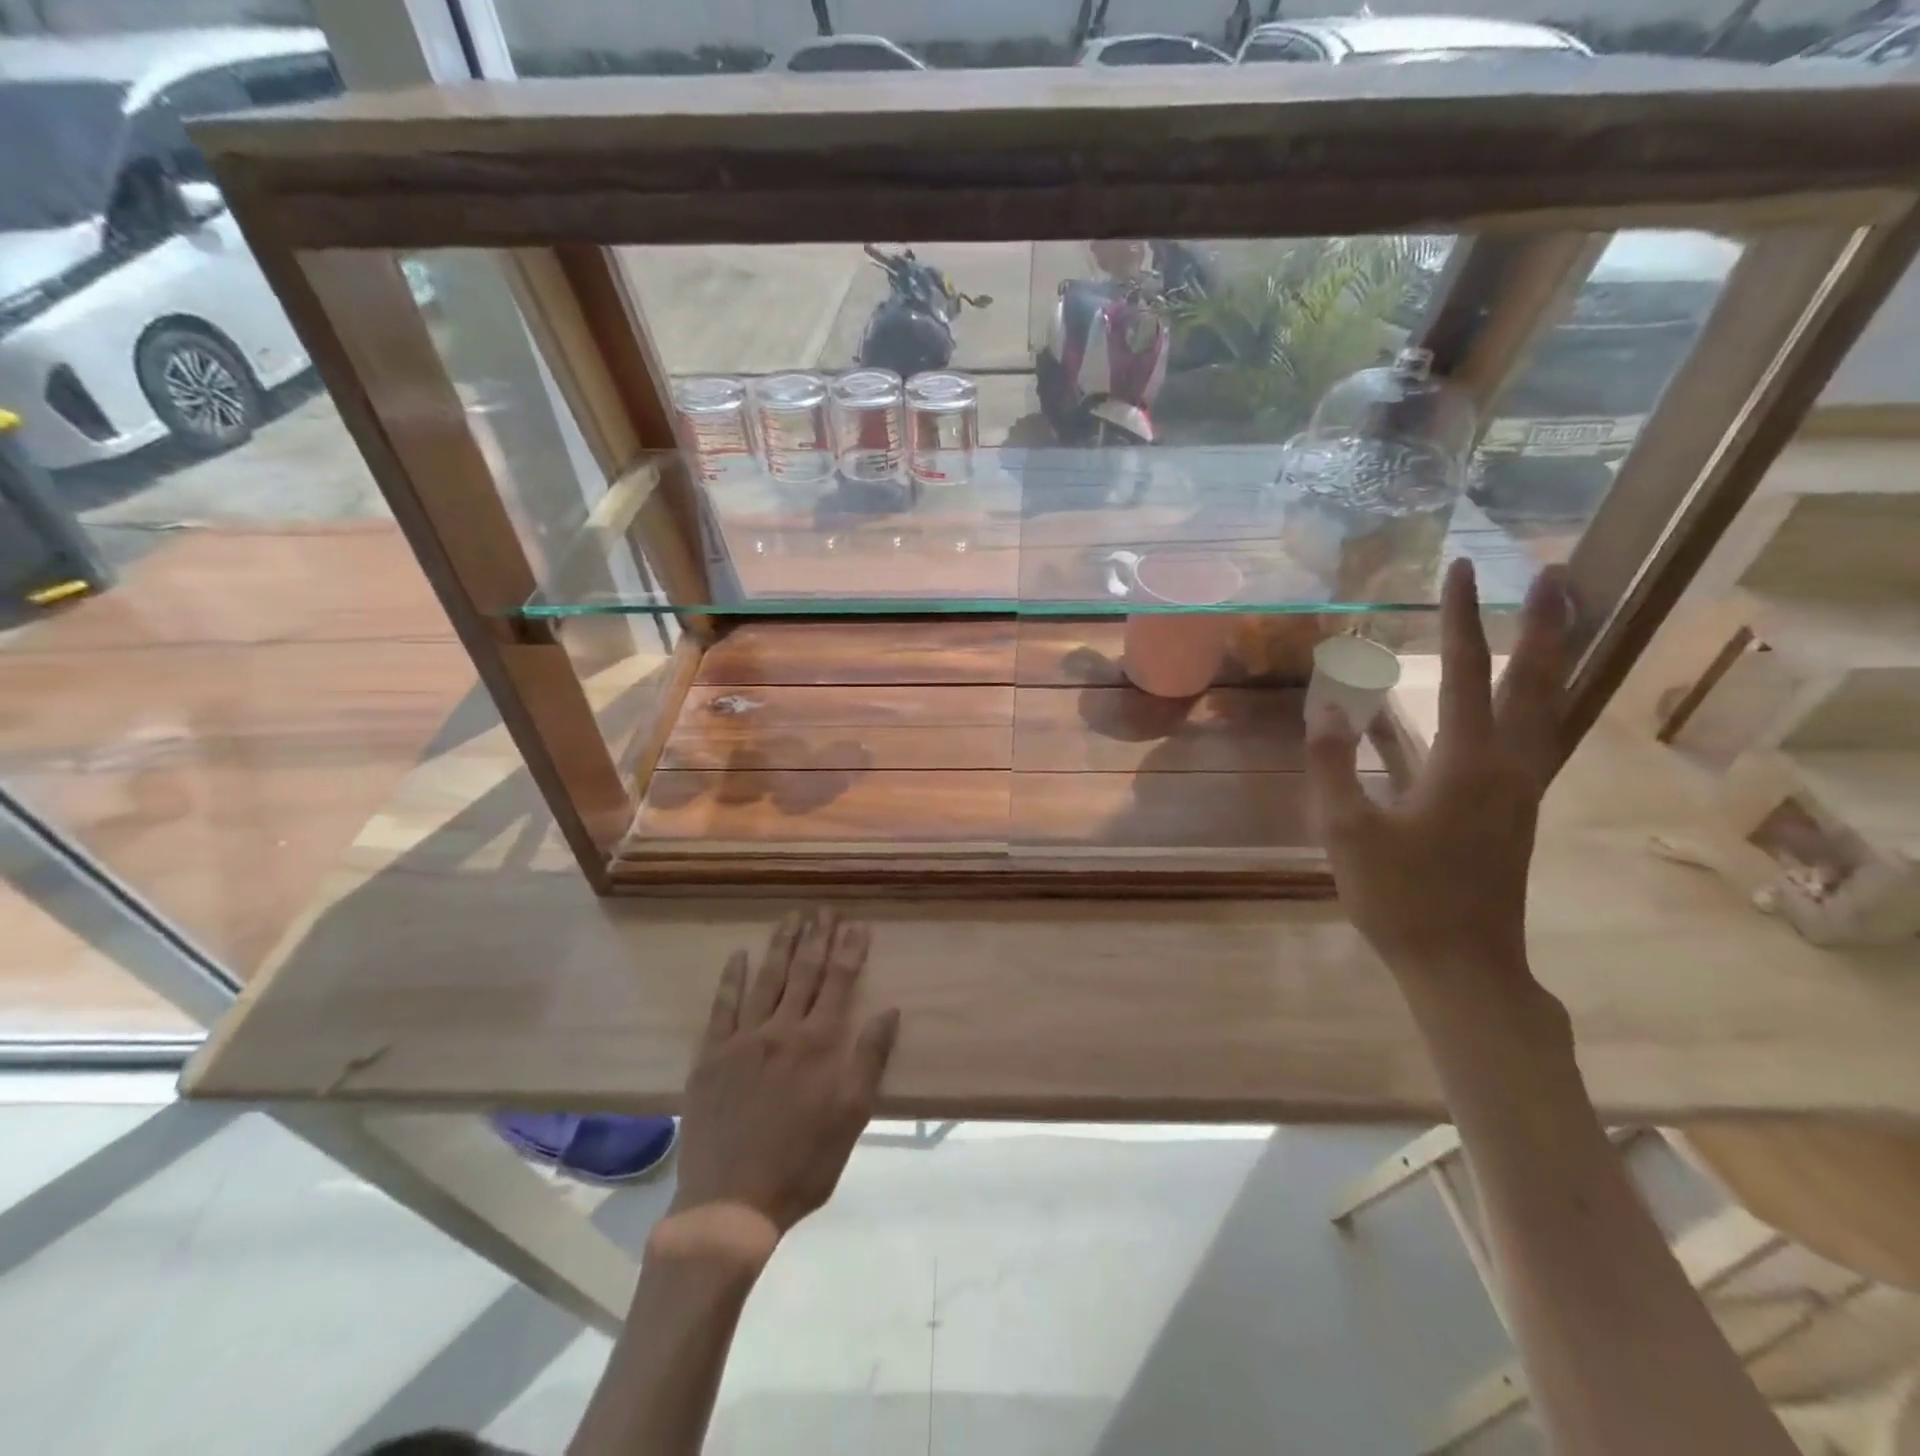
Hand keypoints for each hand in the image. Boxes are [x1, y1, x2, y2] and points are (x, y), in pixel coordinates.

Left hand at [668, 909, 899, 1239]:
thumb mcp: (850, 1119)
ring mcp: (742, 1040)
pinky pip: (722, 1007)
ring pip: (766, 980)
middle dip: (816, 937)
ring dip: (780, 946)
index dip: (850, 951)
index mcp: (817, 1045)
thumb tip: (889, 1011)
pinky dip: (731, 978)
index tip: (857, 924)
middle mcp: (781, 1031)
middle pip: (803, 973)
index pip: (839, 984)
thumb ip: (868, 1060)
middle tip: (823, 908)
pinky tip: (738, 955)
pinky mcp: (710, 1056)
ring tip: (791, 917)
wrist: (729, 1204)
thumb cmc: (801, 1164)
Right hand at [1307, 559, 1571, 1018]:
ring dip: (1544, 662)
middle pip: (1537, 682)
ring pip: (1542, 711)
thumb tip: (1323, 705)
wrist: (1462, 967)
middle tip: (1553, 575)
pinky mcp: (1506, 812)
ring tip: (1545, 624)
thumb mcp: (1347, 831)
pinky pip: (1515, 745)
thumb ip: (1333, 763)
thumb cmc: (1401, 899)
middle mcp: (1508, 766)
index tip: (1459, 568)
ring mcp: (1515, 790)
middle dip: (1544, 625)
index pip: (1464, 672)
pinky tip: (1457, 710)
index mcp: (1468, 764)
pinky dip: (1501, 713)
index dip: (1461, 617)